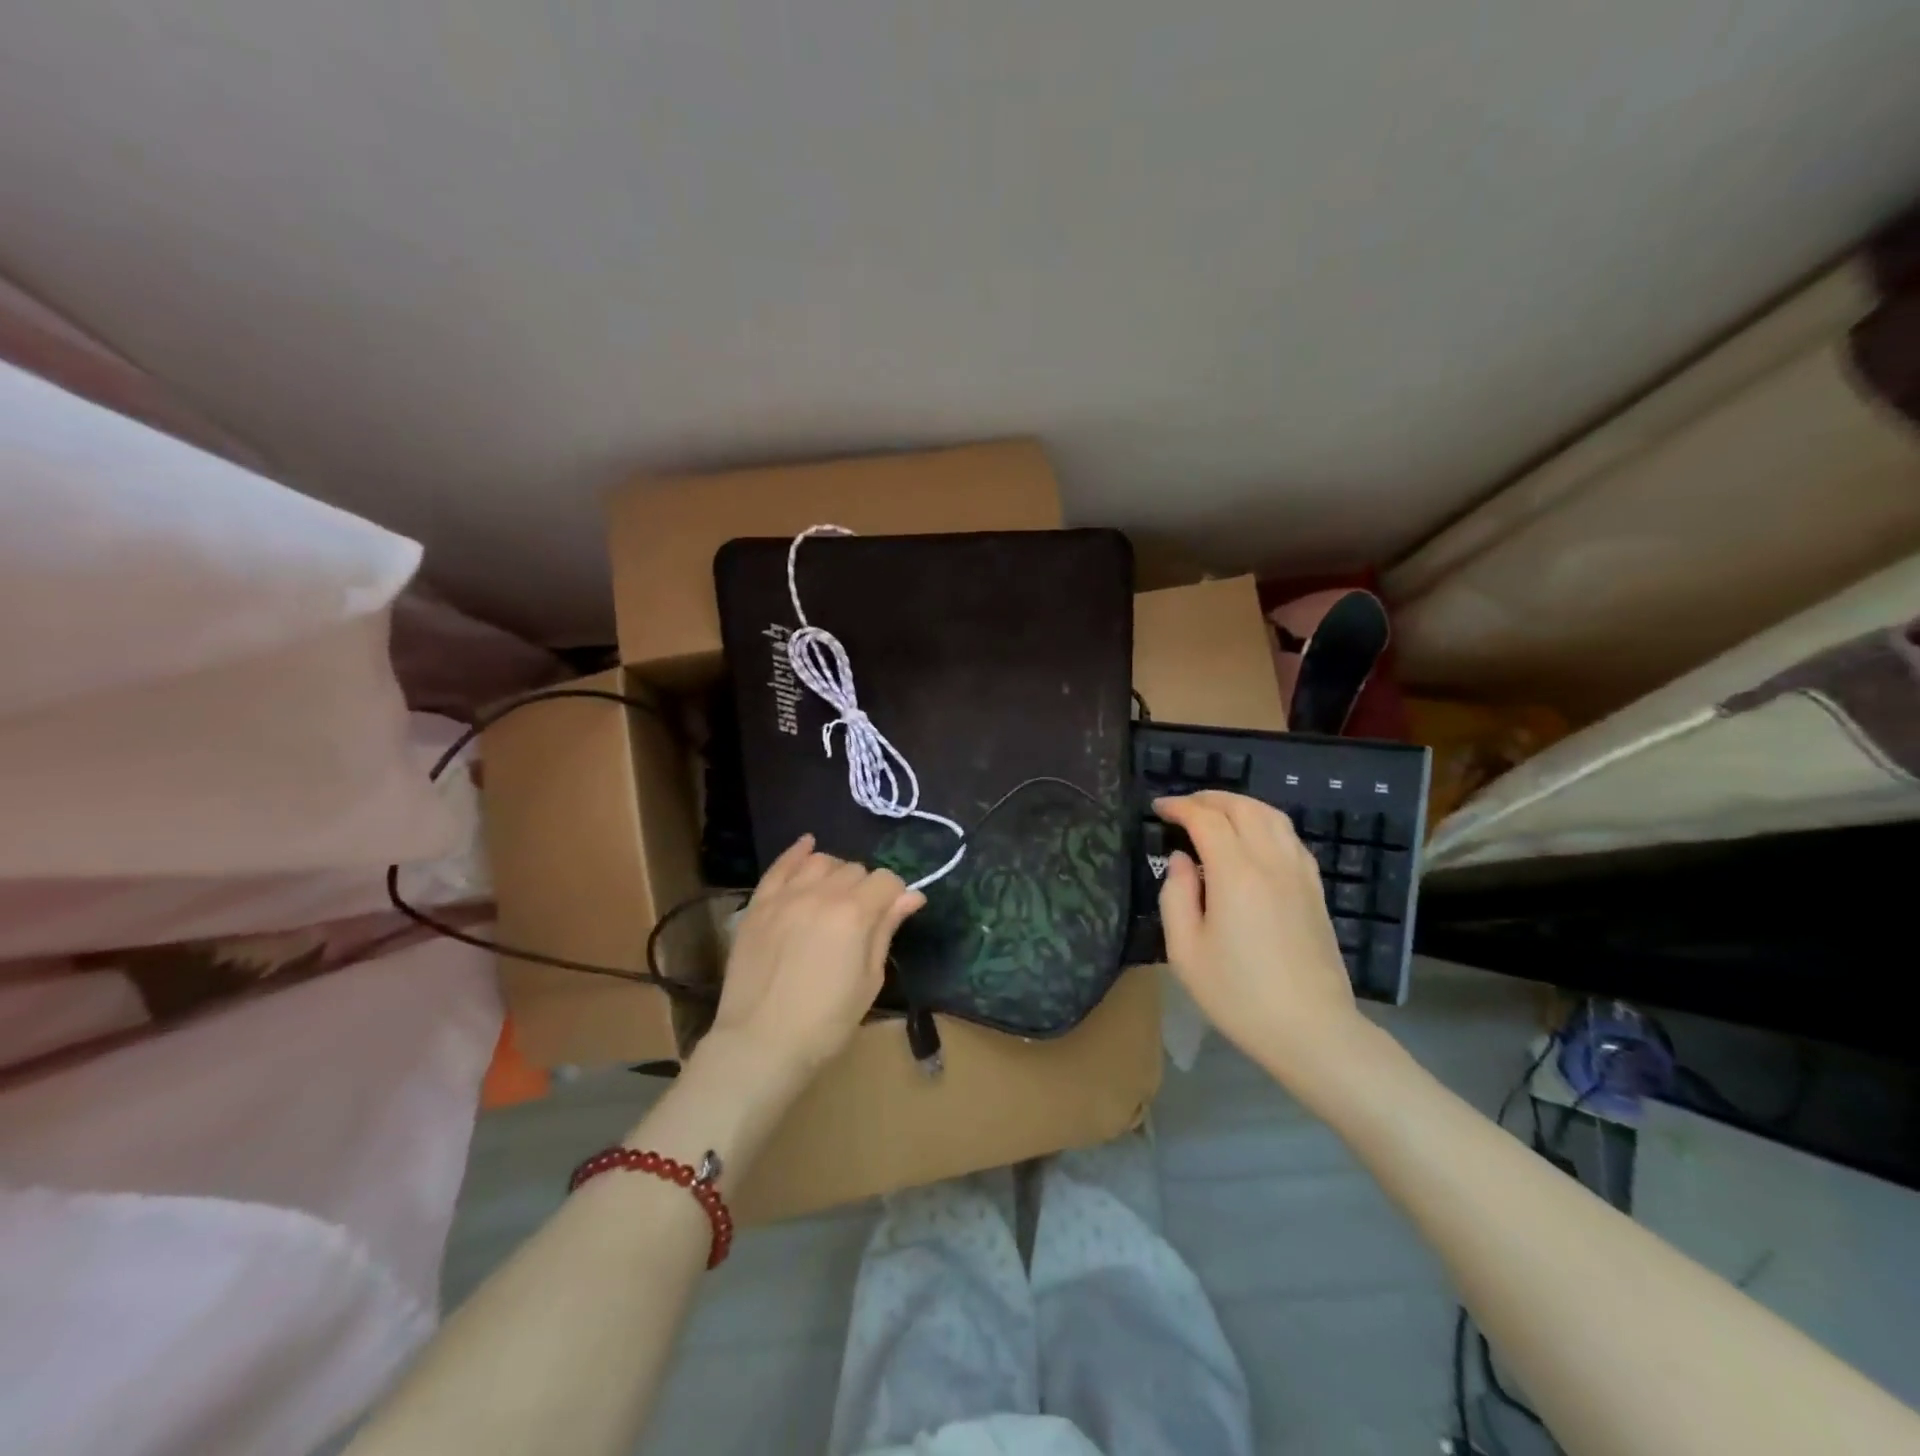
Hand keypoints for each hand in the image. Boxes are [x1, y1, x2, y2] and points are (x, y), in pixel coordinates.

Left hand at [707, 834, 924, 1081]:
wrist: (760, 1044)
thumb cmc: (825, 1022)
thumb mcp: (868, 980)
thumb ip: (886, 930)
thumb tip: (913, 896)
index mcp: (854, 913)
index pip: (886, 881)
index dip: (894, 896)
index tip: (892, 915)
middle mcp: (821, 894)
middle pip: (854, 870)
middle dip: (865, 888)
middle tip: (861, 918)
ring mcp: (785, 896)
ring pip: (820, 862)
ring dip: (835, 872)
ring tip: (835, 894)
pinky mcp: (758, 905)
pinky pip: (780, 867)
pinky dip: (797, 853)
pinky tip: (808, 845)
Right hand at [1154, 791, 1366, 1084]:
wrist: (1311, 1031)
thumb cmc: (1238, 995)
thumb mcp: (1185, 951)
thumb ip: (1175, 895)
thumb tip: (1181, 859)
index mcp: (1236, 874)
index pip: (1206, 819)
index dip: (1180, 807)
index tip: (1158, 808)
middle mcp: (1271, 862)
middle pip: (1242, 808)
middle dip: (1209, 798)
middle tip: (1182, 807)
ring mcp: (1299, 874)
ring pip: (1272, 816)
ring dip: (1239, 805)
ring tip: (1215, 814)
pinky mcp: (1315, 890)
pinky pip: (1290, 838)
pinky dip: (1265, 823)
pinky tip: (1252, 839)